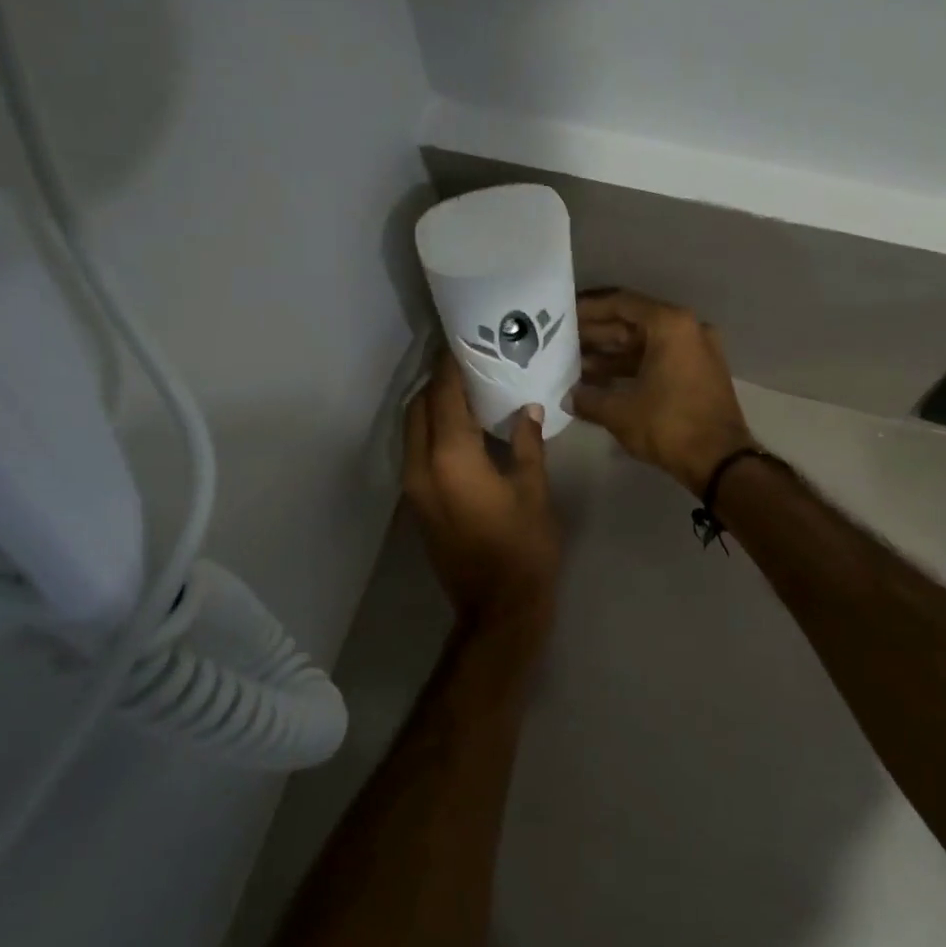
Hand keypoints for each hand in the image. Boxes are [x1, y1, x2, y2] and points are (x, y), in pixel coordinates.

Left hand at [404, 351, 560, 624]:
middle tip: (468, 363)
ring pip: (411, 429)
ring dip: (432, 405)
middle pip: (418, 407)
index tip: (465, 340)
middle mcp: (421, 466)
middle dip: (438, 382)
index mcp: (452, 458)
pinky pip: (416, 451)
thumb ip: (527, 443)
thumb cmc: (524, 547)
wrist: (498, 606)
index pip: (444, 395)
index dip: (452, 365)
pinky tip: (461, 429)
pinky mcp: (416, 503)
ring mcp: (413, 487)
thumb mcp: (534, 491)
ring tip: (466, 391)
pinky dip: (431, 430)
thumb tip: (528, 410)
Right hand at [572, 289, 755, 494]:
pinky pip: (659, 360)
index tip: (563, 314)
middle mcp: (687, 329)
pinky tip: (602, 381)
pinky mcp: (699, 373)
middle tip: (562, 342)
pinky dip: (632, 367)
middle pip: (633, 322)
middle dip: (597, 334)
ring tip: (575, 364)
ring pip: (646, 344)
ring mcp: (697, 351)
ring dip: (612, 354)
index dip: (588, 308)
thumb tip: (567, 397)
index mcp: (670, 325)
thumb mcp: (620, 412)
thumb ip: (588, 399)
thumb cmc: (669, 426)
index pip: (621, 303)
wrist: (721, 461)